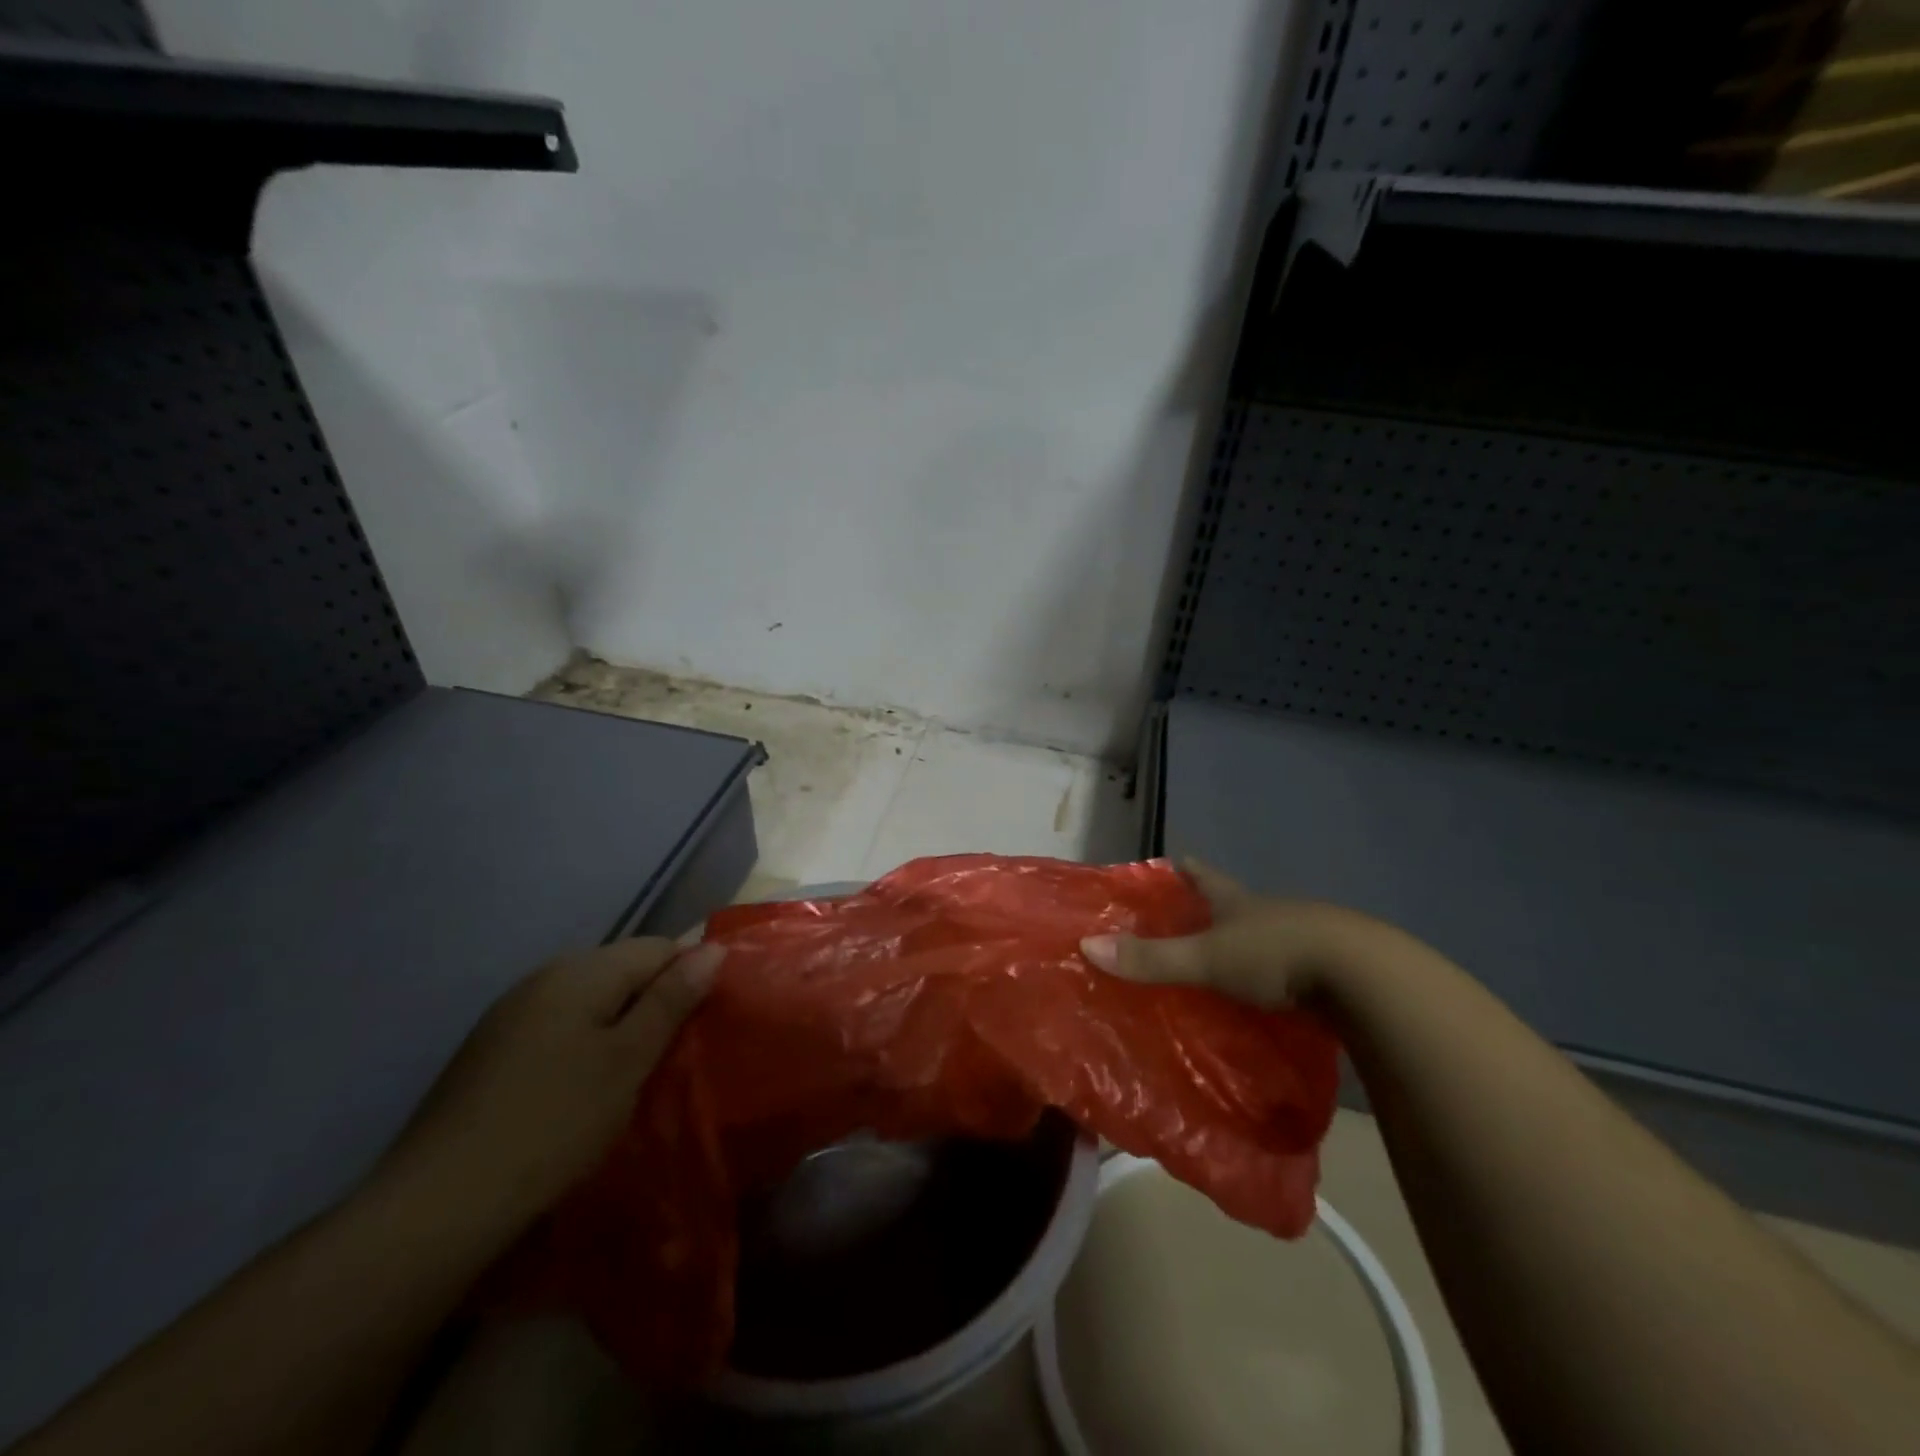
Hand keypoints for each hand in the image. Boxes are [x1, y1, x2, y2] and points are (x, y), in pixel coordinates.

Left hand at [377, 938, 721, 1236]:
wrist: (436, 1207)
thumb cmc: (553, 1124)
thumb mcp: (628, 1060)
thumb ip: (671, 1000)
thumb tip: (712, 948)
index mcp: (581, 970)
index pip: (659, 948)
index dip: (689, 979)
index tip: (701, 1027)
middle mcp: (544, 976)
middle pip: (623, 971)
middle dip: (654, 1004)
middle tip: (672, 1058)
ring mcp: (511, 1013)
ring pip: (590, 1002)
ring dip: (619, 1029)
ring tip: (633, 1078)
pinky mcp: (490, 1052)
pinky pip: (558, 1029)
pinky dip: (583, 1048)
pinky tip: (581, 1093)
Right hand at [1080, 861, 1377, 1007]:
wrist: (1366, 977)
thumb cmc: (1277, 954)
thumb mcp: (1207, 958)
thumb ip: (1152, 958)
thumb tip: (1086, 946)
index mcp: (1236, 900)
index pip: (1201, 874)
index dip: (1182, 868)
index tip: (1166, 862)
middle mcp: (1267, 912)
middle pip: (1231, 903)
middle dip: (1207, 909)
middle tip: (1179, 923)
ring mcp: (1302, 938)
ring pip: (1261, 936)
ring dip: (1240, 945)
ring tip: (1215, 965)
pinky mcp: (1327, 970)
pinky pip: (1288, 969)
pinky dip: (1270, 978)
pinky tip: (1261, 997)